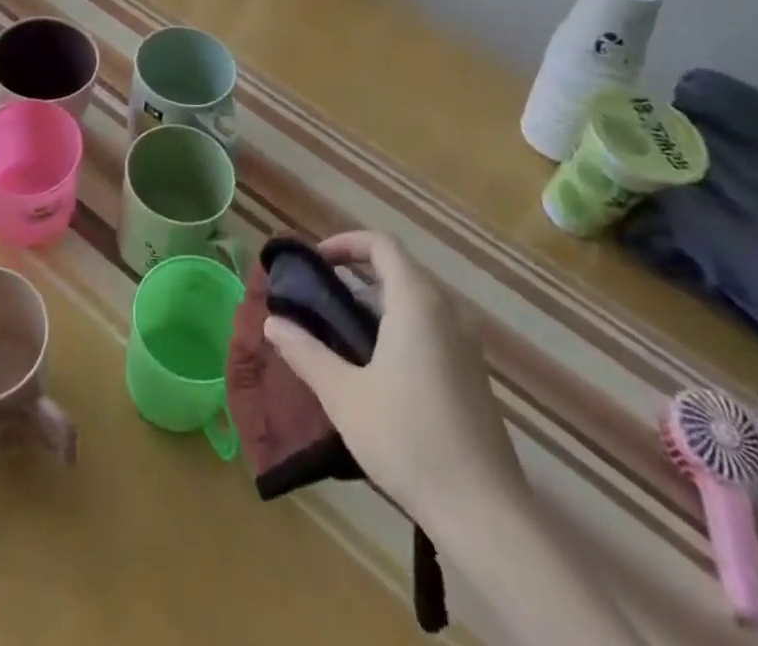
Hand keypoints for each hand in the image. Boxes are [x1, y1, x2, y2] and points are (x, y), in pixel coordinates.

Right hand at [262, 231, 523, 536]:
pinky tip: (379, 367)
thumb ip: (306, 353)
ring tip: (343, 330)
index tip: (316, 263)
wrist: (485, 514)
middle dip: (358, 272)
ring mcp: (466, 344)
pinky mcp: (474, 374)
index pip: (381, 244)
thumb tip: (272, 323)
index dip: (346, 243)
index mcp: (417, 302)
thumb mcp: (344, 396)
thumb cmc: (408, 440)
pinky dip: (401, 325)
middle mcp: (447, 311)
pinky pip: (433, 326)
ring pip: (418, 299)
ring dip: (379, 301)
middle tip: (321, 296)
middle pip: (400, 268)